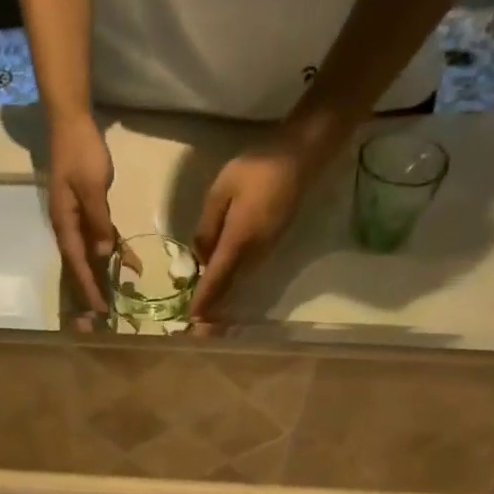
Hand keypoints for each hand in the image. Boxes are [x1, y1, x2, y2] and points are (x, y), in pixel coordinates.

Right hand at [47, 113, 118, 312]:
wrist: (72, 124)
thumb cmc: (81, 152)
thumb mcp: (92, 186)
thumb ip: (98, 221)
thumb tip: (104, 254)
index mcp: (65, 224)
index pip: (77, 264)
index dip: (88, 288)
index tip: (99, 310)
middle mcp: (68, 228)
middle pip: (80, 267)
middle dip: (92, 291)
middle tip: (103, 317)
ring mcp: (78, 222)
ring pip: (92, 257)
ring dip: (104, 277)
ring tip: (118, 300)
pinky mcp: (89, 213)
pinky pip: (102, 239)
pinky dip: (116, 252)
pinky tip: (132, 265)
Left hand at [191, 133, 332, 315]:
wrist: (301, 159)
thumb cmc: (258, 168)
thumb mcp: (221, 190)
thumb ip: (207, 226)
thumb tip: (201, 257)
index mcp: (239, 240)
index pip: (216, 277)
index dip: (204, 300)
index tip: (193, 320)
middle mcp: (252, 254)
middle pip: (228, 288)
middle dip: (213, 311)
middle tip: (198, 334)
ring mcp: (263, 252)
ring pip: (236, 282)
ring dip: (221, 300)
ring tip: (205, 319)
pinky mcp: (268, 247)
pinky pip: (244, 272)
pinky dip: (230, 285)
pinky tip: (219, 289)